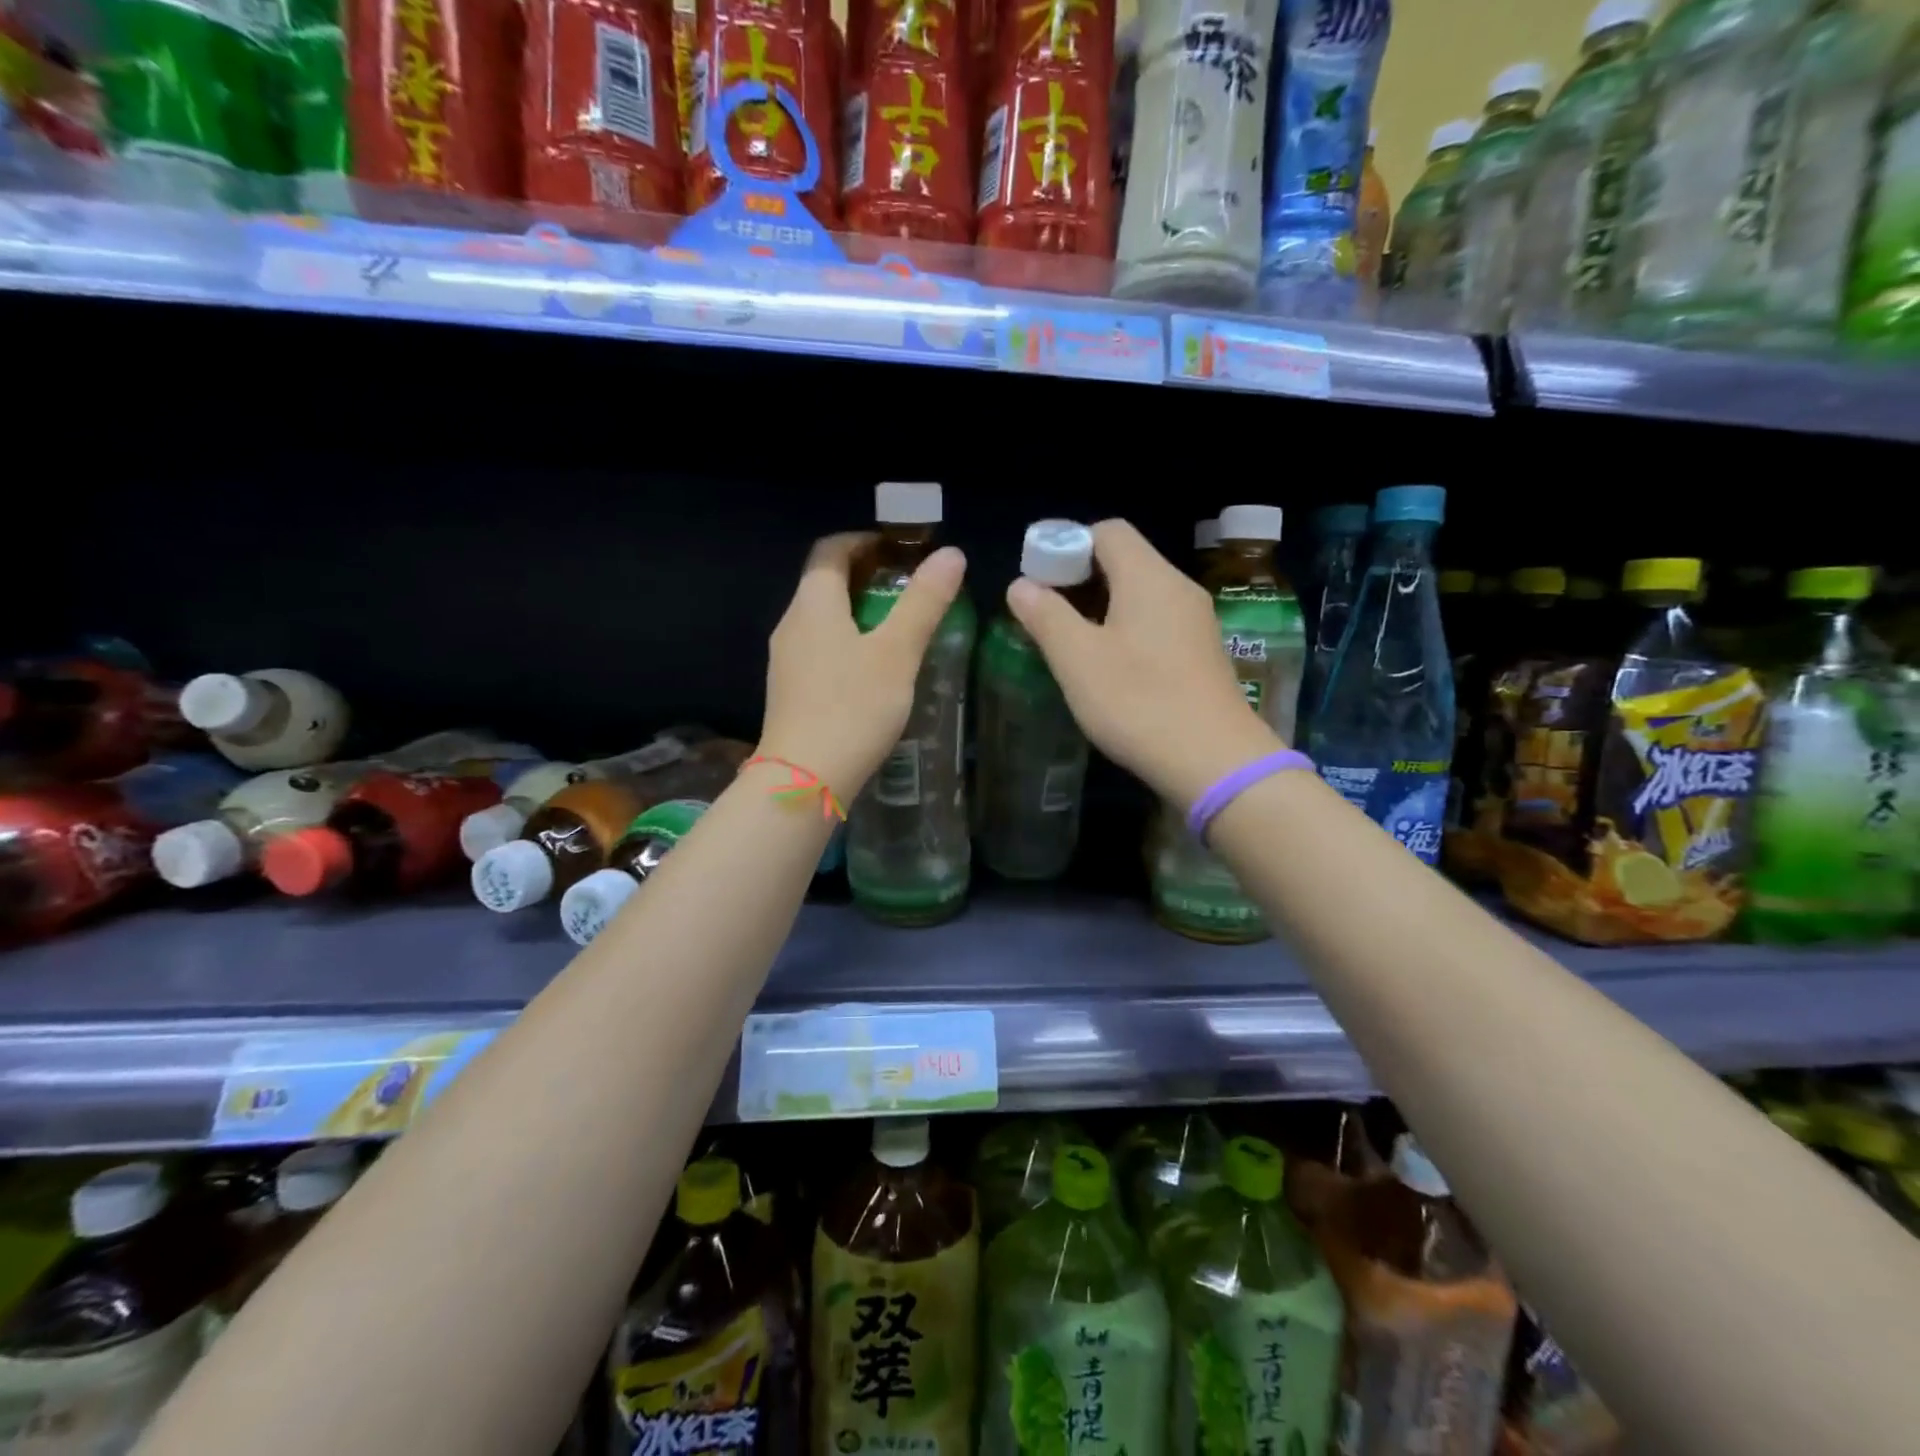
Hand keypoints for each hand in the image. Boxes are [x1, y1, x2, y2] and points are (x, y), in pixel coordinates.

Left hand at [759, 532, 966, 801]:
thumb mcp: (897, 653)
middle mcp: (791, 624)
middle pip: (824, 583)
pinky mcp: (789, 691)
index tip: (900, 550)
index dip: (864, 541)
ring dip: (857, 613)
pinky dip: (846, 644)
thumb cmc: (852, 708)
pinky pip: (819, 650)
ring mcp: (786, 660)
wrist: (804, 780)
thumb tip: (951, 554)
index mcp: (813, 604)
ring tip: (898, 629)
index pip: (830, 550)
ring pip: (821, 620)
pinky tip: (873, 672)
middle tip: (910, 589)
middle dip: (866, 577)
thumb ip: (923, 602)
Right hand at [1007, 519, 1279, 807]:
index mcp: (1148, 577)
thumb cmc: (1138, 702)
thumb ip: (1046, 615)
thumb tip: (1021, 585)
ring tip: (1070, 644)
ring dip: (1101, 607)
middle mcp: (1178, 588)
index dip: (1066, 545)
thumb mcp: (1077, 659)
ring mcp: (1196, 621)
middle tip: (1046, 615)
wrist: (1214, 761)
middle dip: (1079, 579)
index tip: (1039, 581)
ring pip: (1140, 594)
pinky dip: (1126, 629)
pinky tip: (1109, 668)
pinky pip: (1157, 622)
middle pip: (1124, 560)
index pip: (1106, 531)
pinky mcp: (1202, 653)